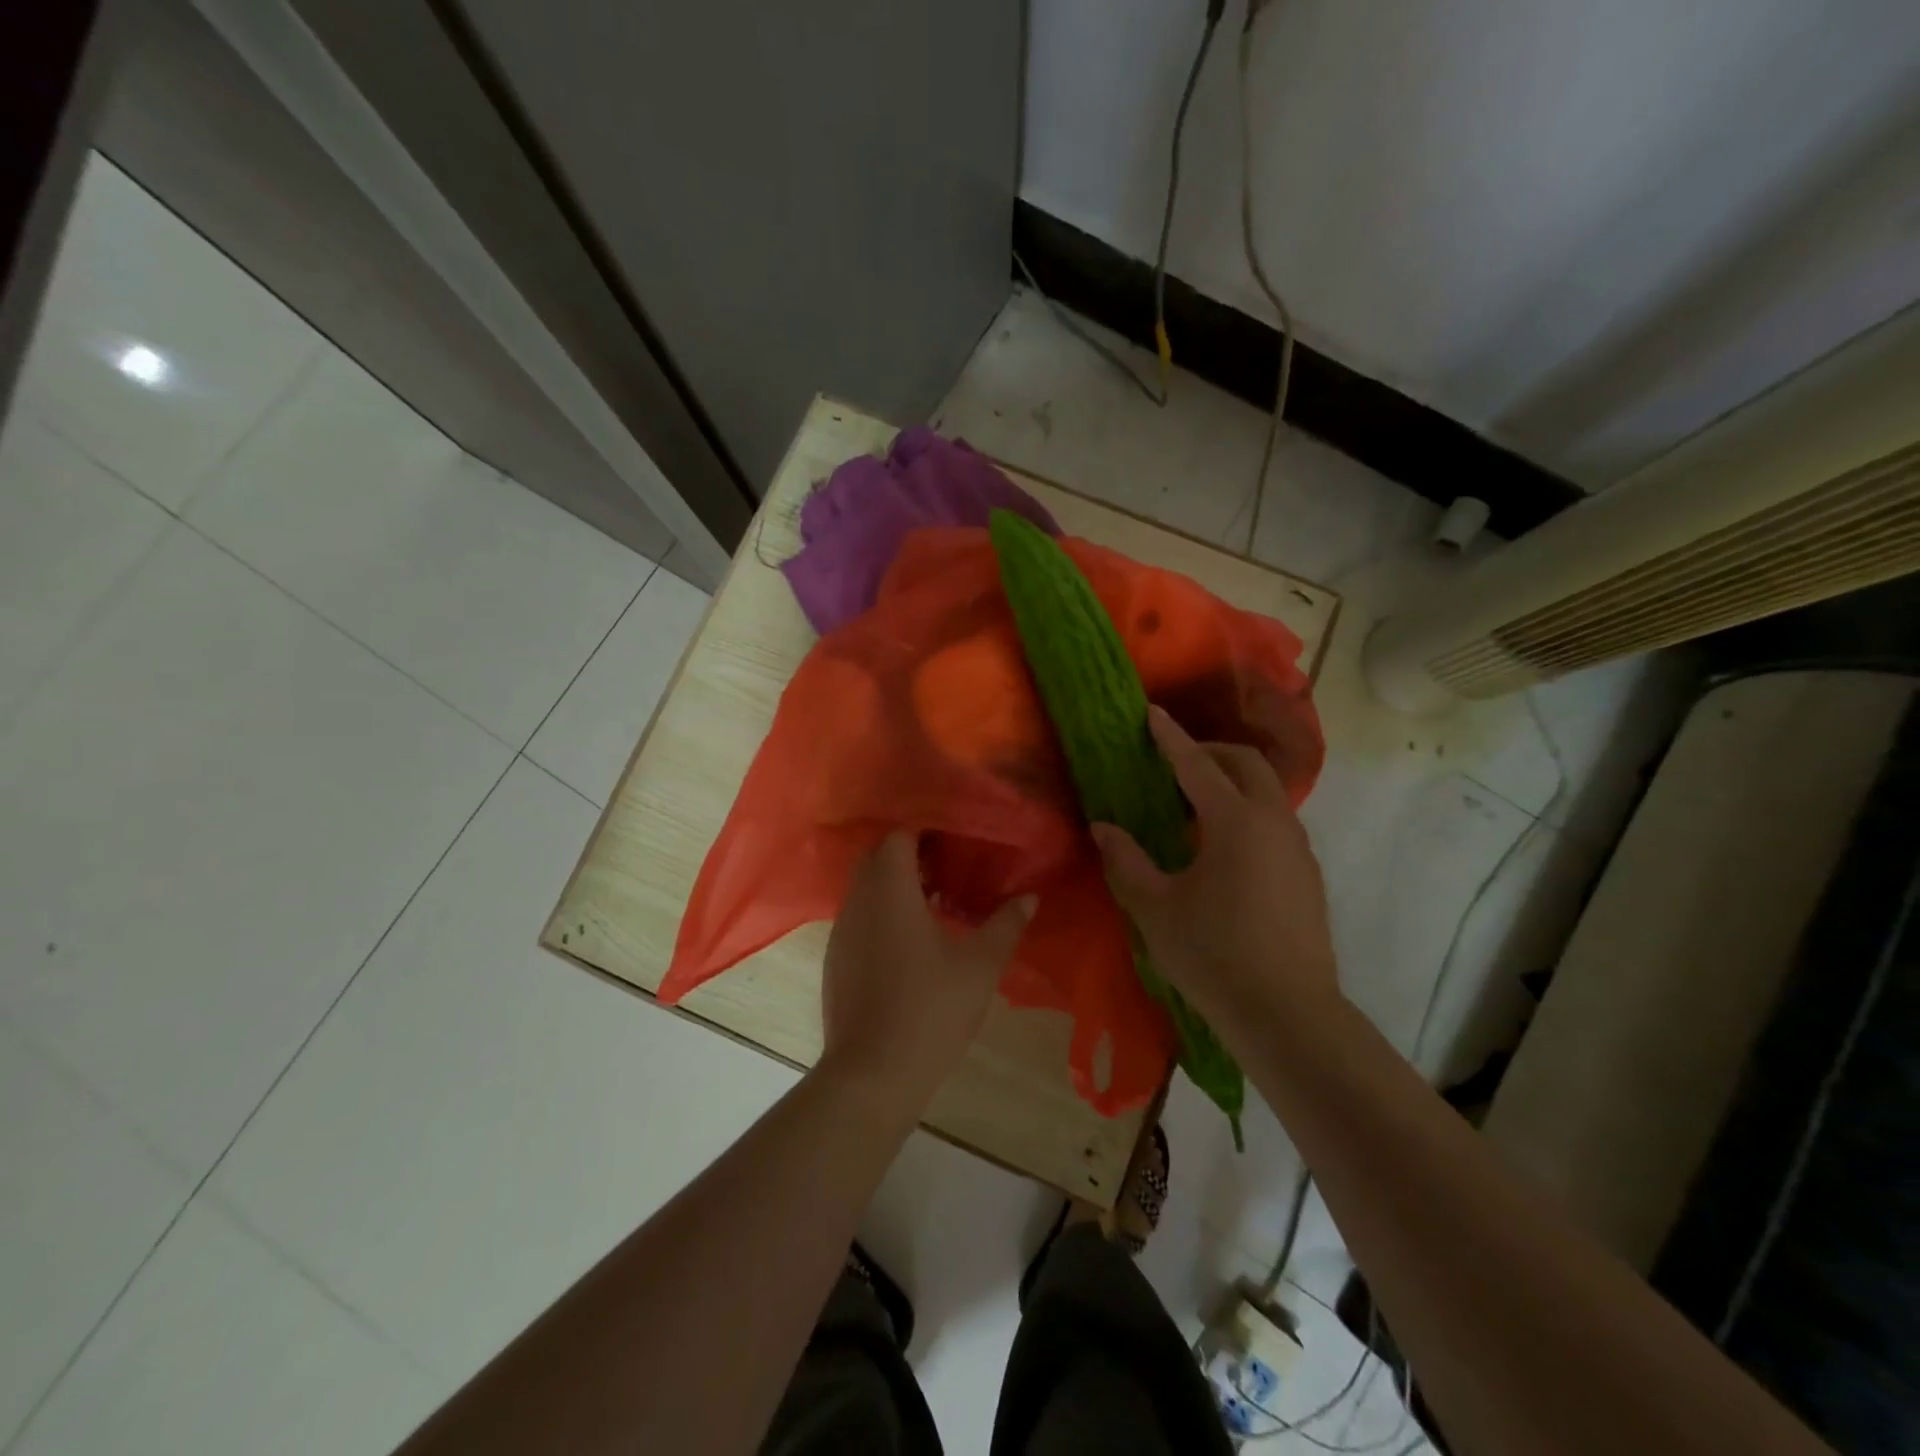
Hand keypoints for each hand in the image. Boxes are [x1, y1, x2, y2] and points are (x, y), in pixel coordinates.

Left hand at [819, 833, 1035, 1105]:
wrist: (872, 1073)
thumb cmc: (930, 1009)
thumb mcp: (979, 967)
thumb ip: (1005, 926)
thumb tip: (1030, 897)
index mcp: (890, 890)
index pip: (898, 836)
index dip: (925, 833)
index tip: (954, 844)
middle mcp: (858, 901)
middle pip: (877, 858)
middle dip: (910, 857)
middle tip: (948, 871)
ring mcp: (841, 932)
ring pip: (865, 890)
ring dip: (895, 887)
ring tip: (935, 906)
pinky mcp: (835, 961)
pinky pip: (858, 919)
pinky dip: (881, 915)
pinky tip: (909, 945)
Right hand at [1092, 706, 1338, 1032]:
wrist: (1288, 1014)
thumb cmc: (1213, 955)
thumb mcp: (1154, 908)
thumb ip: (1126, 860)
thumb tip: (1103, 826)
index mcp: (1235, 822)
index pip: (1196, 764)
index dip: (1169, 737)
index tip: (1151, 712)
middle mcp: (1273, 822)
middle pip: (1246, 763)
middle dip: (1210, 750)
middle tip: (1174, 760)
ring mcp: (1297, 848)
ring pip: (1267, 791)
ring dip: (1232, 781)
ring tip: (1194, 805)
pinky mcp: (1307, 874)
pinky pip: (1276, 821)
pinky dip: (1248, 811)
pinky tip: (1222, 847)